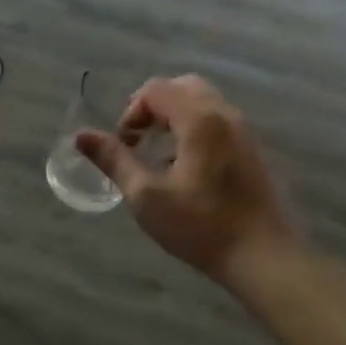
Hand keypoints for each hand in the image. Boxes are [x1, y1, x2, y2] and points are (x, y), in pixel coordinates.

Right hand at [76, 75, 298, 286]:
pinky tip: (186, 166)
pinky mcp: (251, 149)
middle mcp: (224, 114)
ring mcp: (243, 130)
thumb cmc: (201, 227)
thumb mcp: (146, 196)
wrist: (264, 257)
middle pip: (181, 86)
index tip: (124, 145)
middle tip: (139, 139)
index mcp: (199, 119)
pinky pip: (218, 119)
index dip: (132, 111)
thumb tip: (81, 136)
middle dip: (153, 106)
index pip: (156, 89)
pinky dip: (195, 126)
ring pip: (203, 101)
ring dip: (174, 115)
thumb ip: (114, 160)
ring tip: (160, 152)